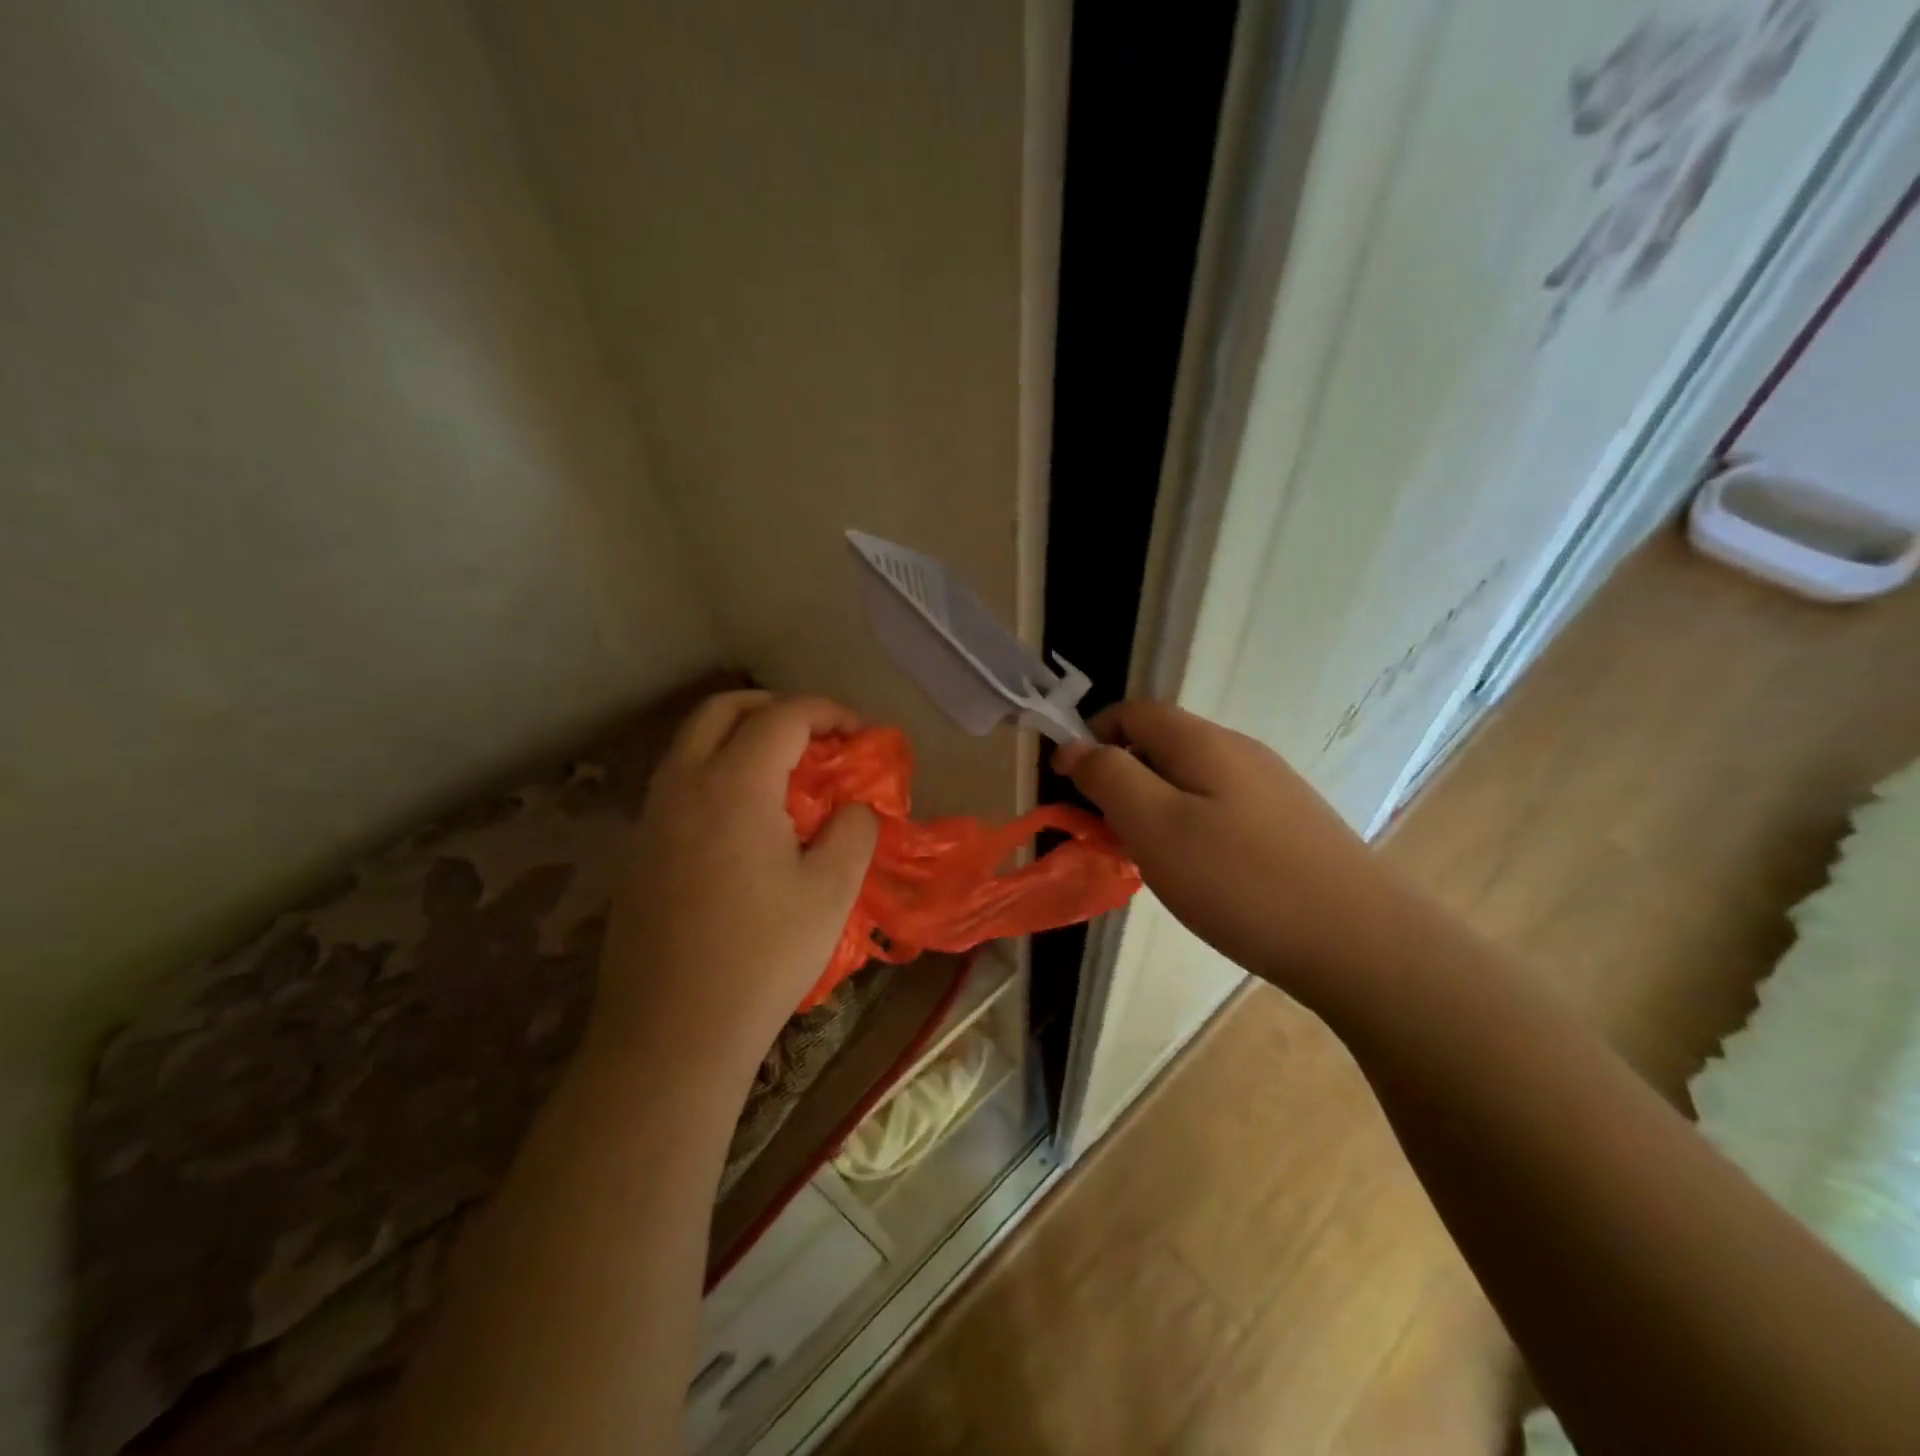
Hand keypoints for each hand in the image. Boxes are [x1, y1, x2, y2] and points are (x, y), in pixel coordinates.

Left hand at [592, 691, 878, 1084]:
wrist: (672, 1033)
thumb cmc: (762, 956)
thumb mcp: (832, 891)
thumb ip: (853, 830)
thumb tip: (854, 806)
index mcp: (734, 784)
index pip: (784, 716)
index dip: (828, 713)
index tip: (859, 735)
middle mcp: (684, 784)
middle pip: (723, 709)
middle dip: (775, 708)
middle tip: (815, 738)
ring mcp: (652, 817)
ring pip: (692, 743)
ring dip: (740, 737)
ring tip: (784, 775)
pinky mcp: (638, 850)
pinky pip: (679, 782)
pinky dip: (716, 772)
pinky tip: (745, 821)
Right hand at [1054, 700, 1394, 1003]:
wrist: (1362, 943)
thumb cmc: (1241, 881)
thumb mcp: (1155, 826)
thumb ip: (1109, 777)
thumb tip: (1073, 745)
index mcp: (1204, 742)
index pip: (1133, 712)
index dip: (1091, 738)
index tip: (1069, 787)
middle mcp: (1241, 752)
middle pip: (1162, 745)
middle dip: (1121, 780)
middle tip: (1105, 835)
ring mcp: (1271, 788)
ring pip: (1190, 781)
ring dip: (1153, 808)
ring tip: (1148, 861)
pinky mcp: (1290, 824)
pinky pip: (1220, 809)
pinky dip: (1190, 829)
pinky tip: (1200, 876)